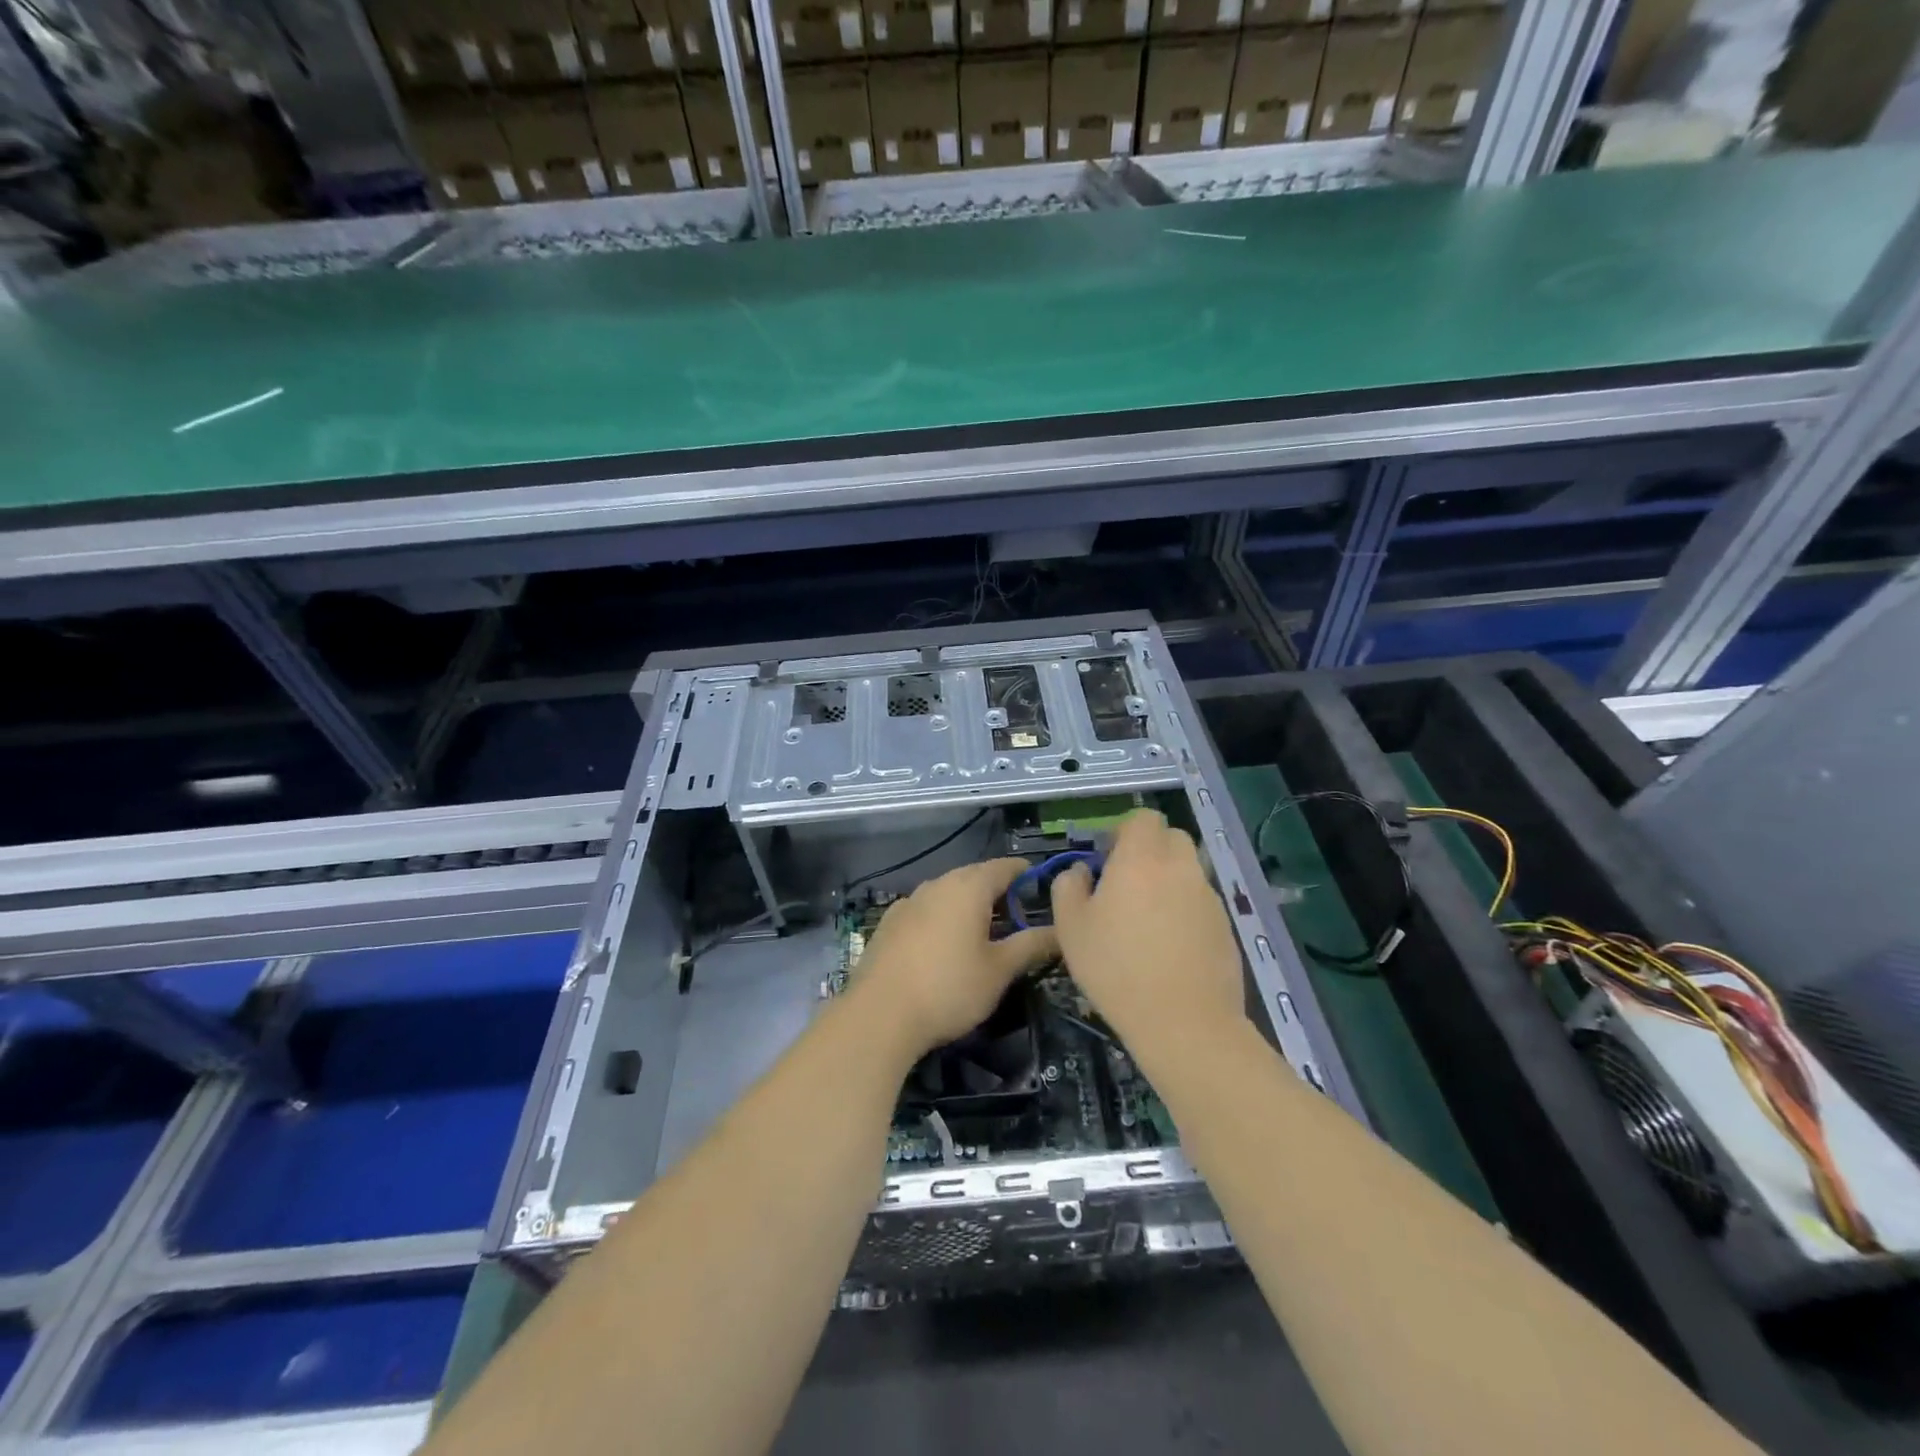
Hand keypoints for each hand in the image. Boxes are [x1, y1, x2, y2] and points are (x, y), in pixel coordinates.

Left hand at [853, 858, 1058, 1058]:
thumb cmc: (949, 988)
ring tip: (983, 930)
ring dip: (967, 904)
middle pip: (974, 876)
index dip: (1025, 874)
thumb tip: (1061, 931)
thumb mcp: (999, 970)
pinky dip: (942, 917)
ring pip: (947, 892)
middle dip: (996, 890)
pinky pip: (925, 909)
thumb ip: (1031, 945)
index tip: (1040, 886)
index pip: (1004, 867)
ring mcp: (909, 902)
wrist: (880, 1014)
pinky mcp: (889, 923)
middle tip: (1017, 914)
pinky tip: (943, 943)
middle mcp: (937, 884)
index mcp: (968, 887)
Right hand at [1050, 811, 1245, 1047]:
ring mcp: (1208, 897)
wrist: (1185, 1022)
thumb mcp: (1071, 928)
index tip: (1107, 859)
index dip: (1124, 831)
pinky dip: (1185, 911)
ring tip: (1146, 921)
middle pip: (1171, 838)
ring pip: (1188, 871)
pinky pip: (1200, 903)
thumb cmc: (1117, 968)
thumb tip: (1081, 871)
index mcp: (1141, 859)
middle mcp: (1180, 868)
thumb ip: (1068, 887)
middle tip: (1126, 884)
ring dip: (1168, 882)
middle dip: (1150, 850)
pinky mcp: (1225, 927)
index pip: (1144, 818)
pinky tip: (1169, 947)